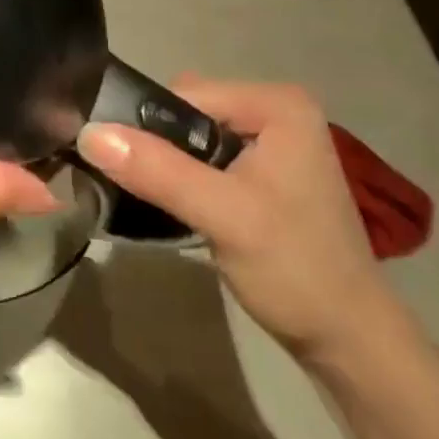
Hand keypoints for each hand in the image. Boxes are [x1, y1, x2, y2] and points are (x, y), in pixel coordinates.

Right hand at [77, 78, 396, 360]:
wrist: (350, 344)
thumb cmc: (296, 269)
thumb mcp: (223, 215)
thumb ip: (157, 170)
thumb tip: (88, 133)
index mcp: (277, 103)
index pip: (186, 94)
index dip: (148, 125)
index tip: (120, 163)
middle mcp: (275, 110)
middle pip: (187, 112)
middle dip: (157, 146)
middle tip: (141, 187)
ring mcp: (271, 142)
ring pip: (191, 138)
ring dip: (167, 164)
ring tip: (150, 198)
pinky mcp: (263, 173)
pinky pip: (205, 158)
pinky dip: (183, 178)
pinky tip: (174, 206)